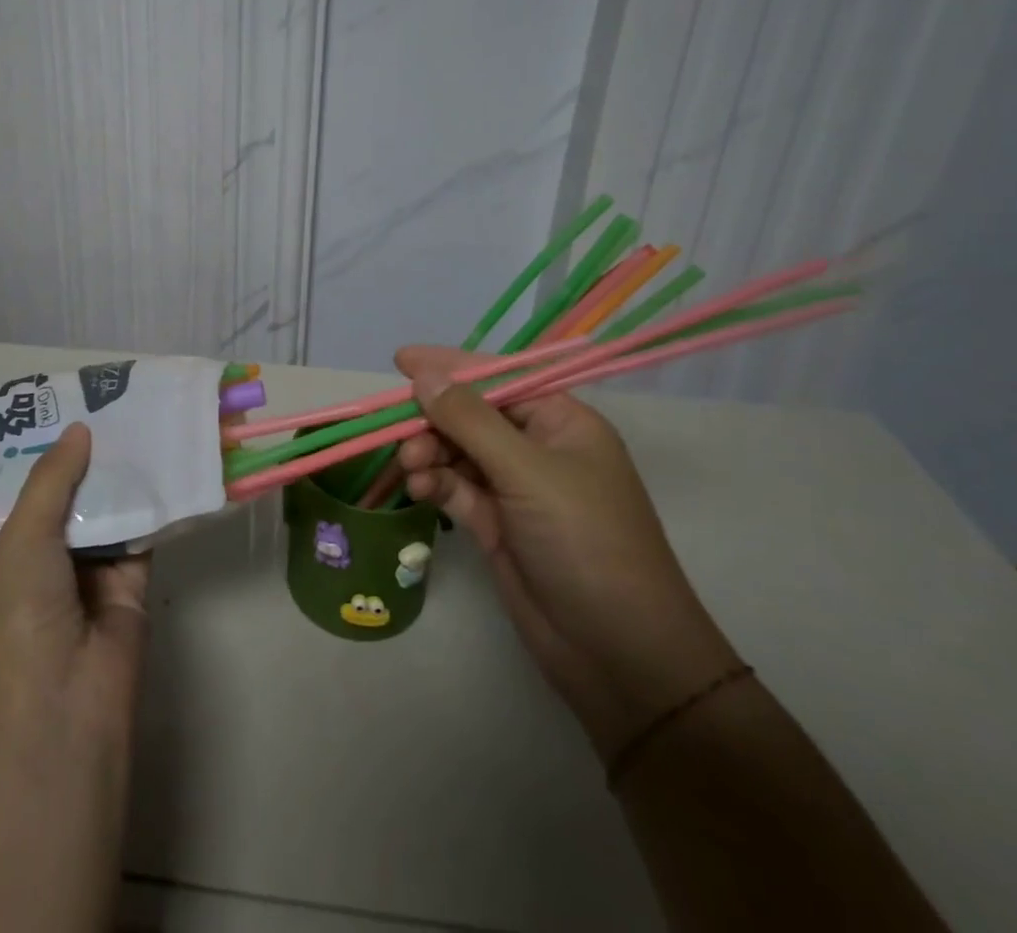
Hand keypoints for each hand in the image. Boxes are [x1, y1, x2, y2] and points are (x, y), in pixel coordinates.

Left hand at [0, 422, 145, 932]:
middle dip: (94, 453)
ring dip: (127, 473)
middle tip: (118, 399)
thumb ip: (52, 480)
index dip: (51, 449)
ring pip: (114, 507)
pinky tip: (171, 460)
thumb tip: (80, 428)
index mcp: (15, 548)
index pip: (34, 487)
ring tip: (147, 415)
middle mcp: (54, 554)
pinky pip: (146, 531)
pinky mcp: (135, 580)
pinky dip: (157, 502)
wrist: (63, 707)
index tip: (72, 402)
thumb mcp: (22, 540)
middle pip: (78, 492)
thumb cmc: (23, 617)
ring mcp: (95, 569)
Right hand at [395, 346, 740, 756]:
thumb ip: (470, 421)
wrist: (618, 656)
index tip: (400, 360)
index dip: (451, 366)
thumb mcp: (528, 472)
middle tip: (398, 434)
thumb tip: (423, 376)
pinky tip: (419, 489)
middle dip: (434, 420)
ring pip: (458, 452)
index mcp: (563, 423)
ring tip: (410, 468)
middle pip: (472, 415)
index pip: (500, 378)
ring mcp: (517, 489)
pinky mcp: (497, 525)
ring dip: (429, 453)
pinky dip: (435, 483)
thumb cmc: (585, 543)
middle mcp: (539, 449)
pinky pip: (456, 488)